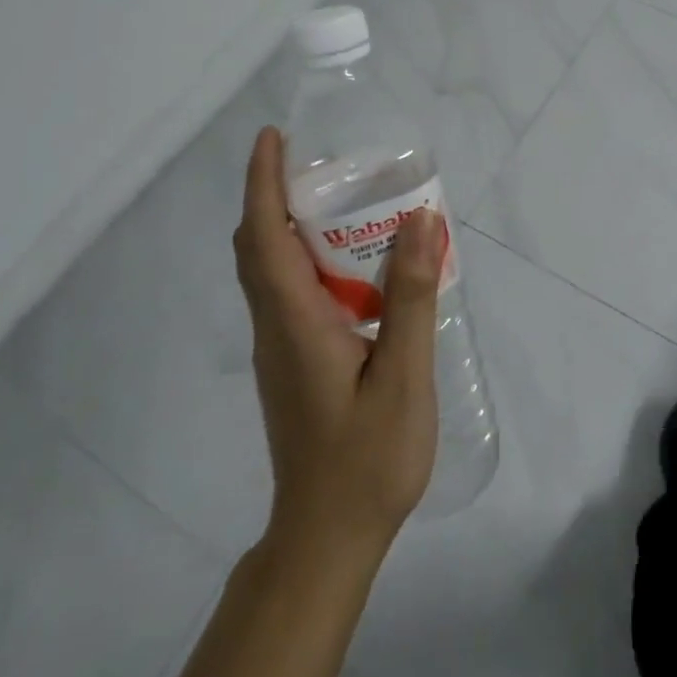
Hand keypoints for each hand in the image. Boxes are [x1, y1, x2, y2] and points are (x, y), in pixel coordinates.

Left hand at [233, 127, 441, 557]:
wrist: (327, 539)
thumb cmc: (366, 459)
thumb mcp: (403, 374)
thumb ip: (411, 296)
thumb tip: (419, 219)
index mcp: (294, 322)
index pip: (263, 236)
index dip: (263, 182)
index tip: (273, 137)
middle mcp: (275, 327)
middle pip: (257, 247)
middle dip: (275, 194)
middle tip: (323, 163)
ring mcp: (279, 348)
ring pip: (271, 270)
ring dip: (293, 225)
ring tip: (346, 202)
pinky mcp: (292, 363)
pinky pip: (290, 292)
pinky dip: (309, 259)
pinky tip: (358, 268)